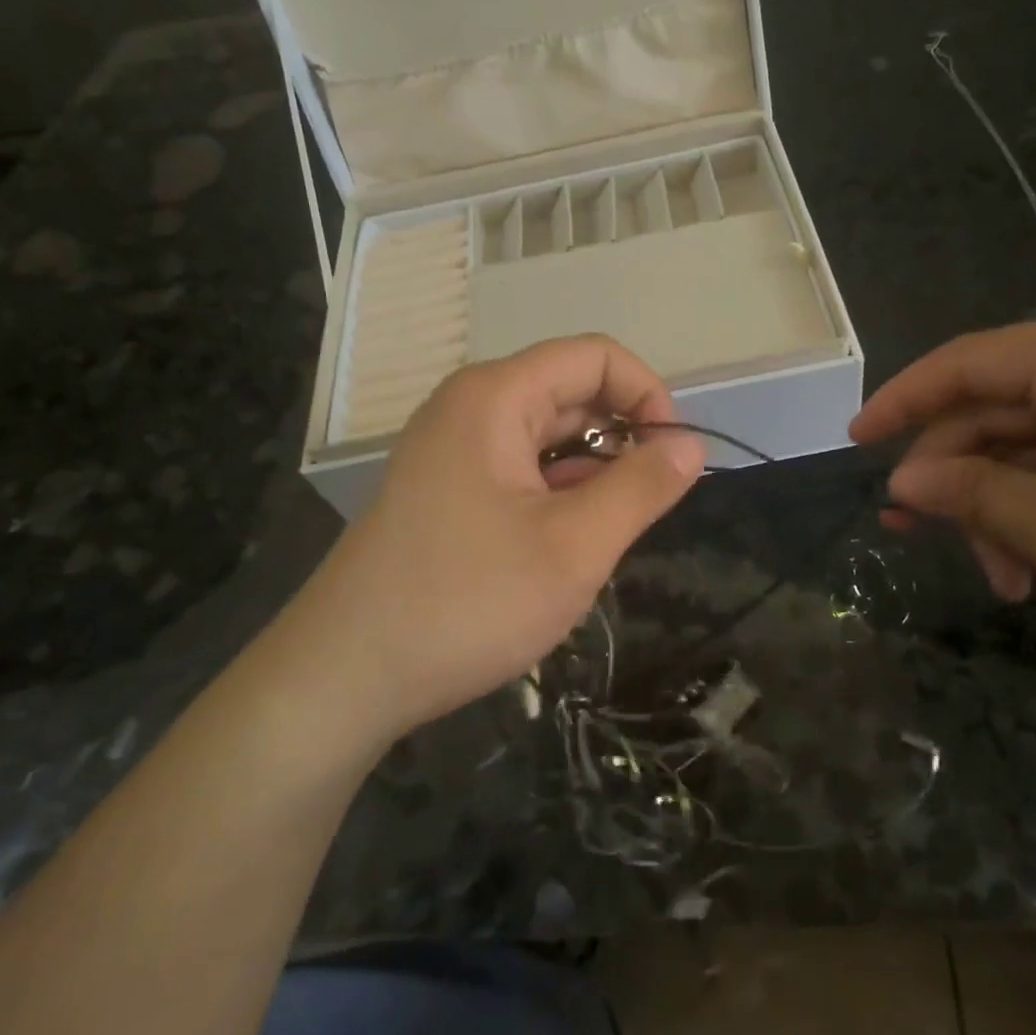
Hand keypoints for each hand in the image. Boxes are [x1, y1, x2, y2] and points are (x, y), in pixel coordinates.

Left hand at [292, 336, 704, 741]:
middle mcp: (470, 409)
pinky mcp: (445, 492)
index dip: (647, 395)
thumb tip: (690, 444)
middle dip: (621, 441)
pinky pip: (519, 472)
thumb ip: (641, 488)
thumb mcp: (575, 546)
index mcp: (496, 397)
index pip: (594, 357)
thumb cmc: (468, 602)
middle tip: (645, 510)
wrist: (345, 676)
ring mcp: (452, 452)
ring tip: (606, 537)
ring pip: (547, 439)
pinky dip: (557, 496)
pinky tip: (566, 547)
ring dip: (591, 476)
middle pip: (570, 394)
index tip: (675, 458)